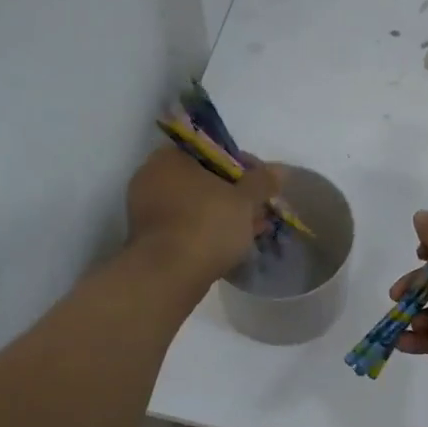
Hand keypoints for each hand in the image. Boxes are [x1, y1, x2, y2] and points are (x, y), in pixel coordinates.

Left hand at [126, 147, 282, 289]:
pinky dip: (208, 230)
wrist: (168, 276)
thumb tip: (280, 170)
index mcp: (169, 158)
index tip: (261, 183)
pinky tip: (233, 243)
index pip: (212, 151)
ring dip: (224, 213)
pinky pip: (186, 226)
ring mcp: (147, 210)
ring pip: (196, 205)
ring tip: (253, 228)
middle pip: (204, 179)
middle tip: (259, 207)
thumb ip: (262, 181)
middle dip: (234, 193)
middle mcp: (151, 178)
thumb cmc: (207, 225)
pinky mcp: (150, 238)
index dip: (242, 165)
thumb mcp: (245, 200)